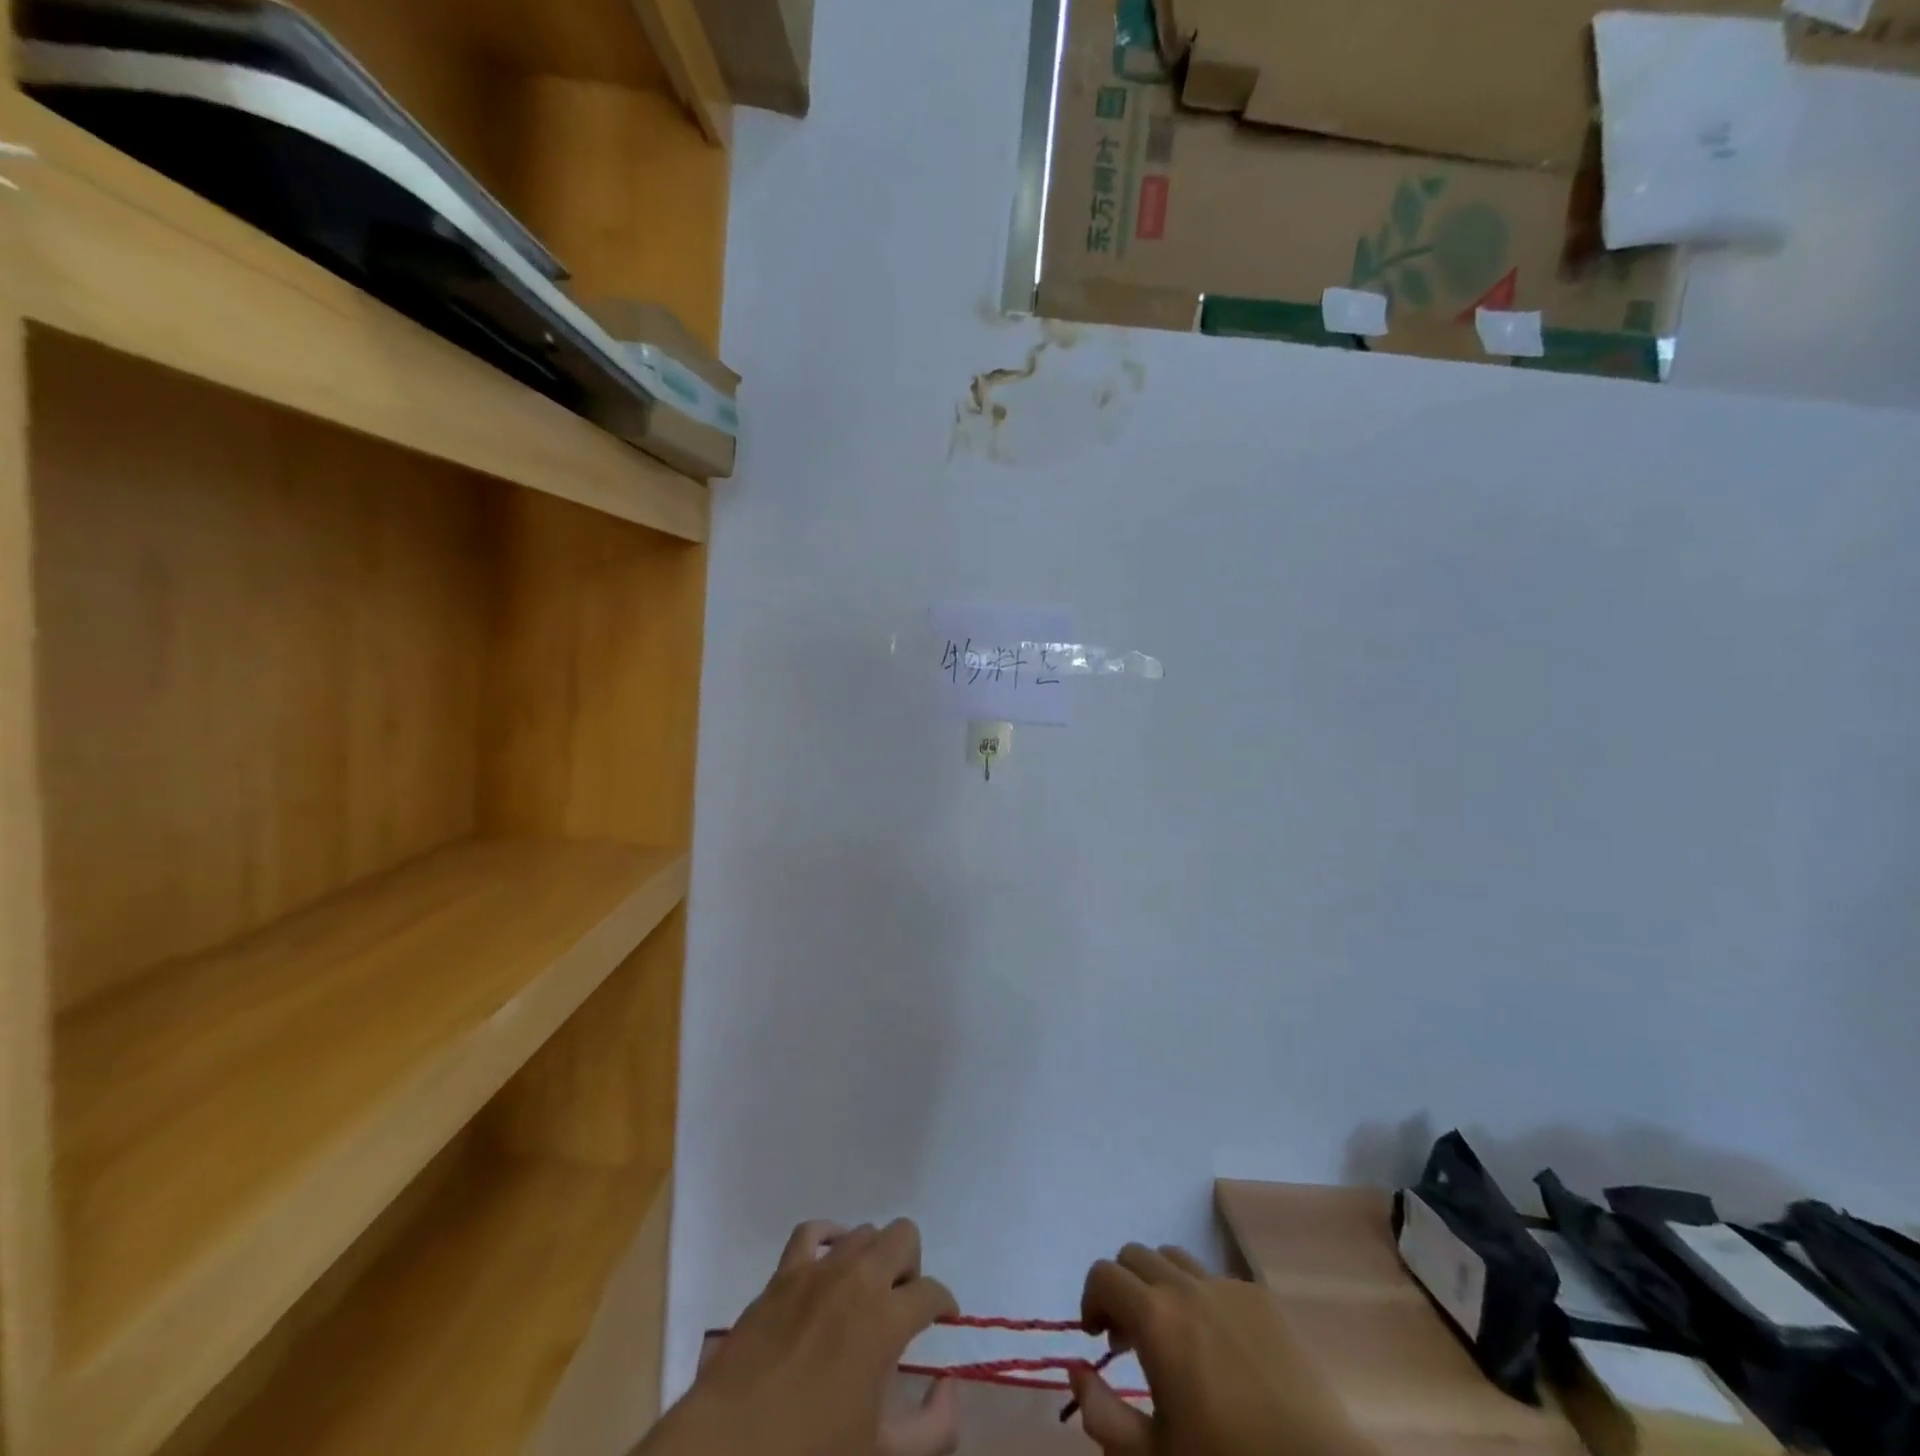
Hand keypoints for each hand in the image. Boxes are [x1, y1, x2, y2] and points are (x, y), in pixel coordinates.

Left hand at [645, 1219, 959, 1455]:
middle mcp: (857, 1279)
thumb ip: (932, 1429)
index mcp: (886, 1321)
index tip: (943, 1320)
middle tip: (903, 1305)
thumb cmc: (809, 1454)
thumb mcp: (881, 1455)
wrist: (728, 1451)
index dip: (944, 1304)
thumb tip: (949, 1386)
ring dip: (874, 1256)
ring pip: (863, 1232)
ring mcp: (817, 1270)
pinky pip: (812, 1231)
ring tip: (866, 1292)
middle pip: (903, 1237)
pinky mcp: (782, 1273)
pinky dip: (829, 1237)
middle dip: (912, 1266)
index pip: (931, 1292)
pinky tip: (832, 1258)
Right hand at [1070, 1244, 1377, 1455]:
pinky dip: (1201, 1299)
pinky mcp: (1263, 1298)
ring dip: (1159, 1285)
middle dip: (1122, 1288)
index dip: (1091, 1300)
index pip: (1103, 1274)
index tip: (1099, 1340)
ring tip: (1173, 1336)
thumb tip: (1077, 1370)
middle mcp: (1187, 1286)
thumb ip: (1102, 1414)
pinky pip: (1216, 1279)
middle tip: (1131, 1339)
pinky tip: (1220, 1351)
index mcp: (1155, 1318)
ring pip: (1175, 1258)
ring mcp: (1228, 1287)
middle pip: (1135, 1255)